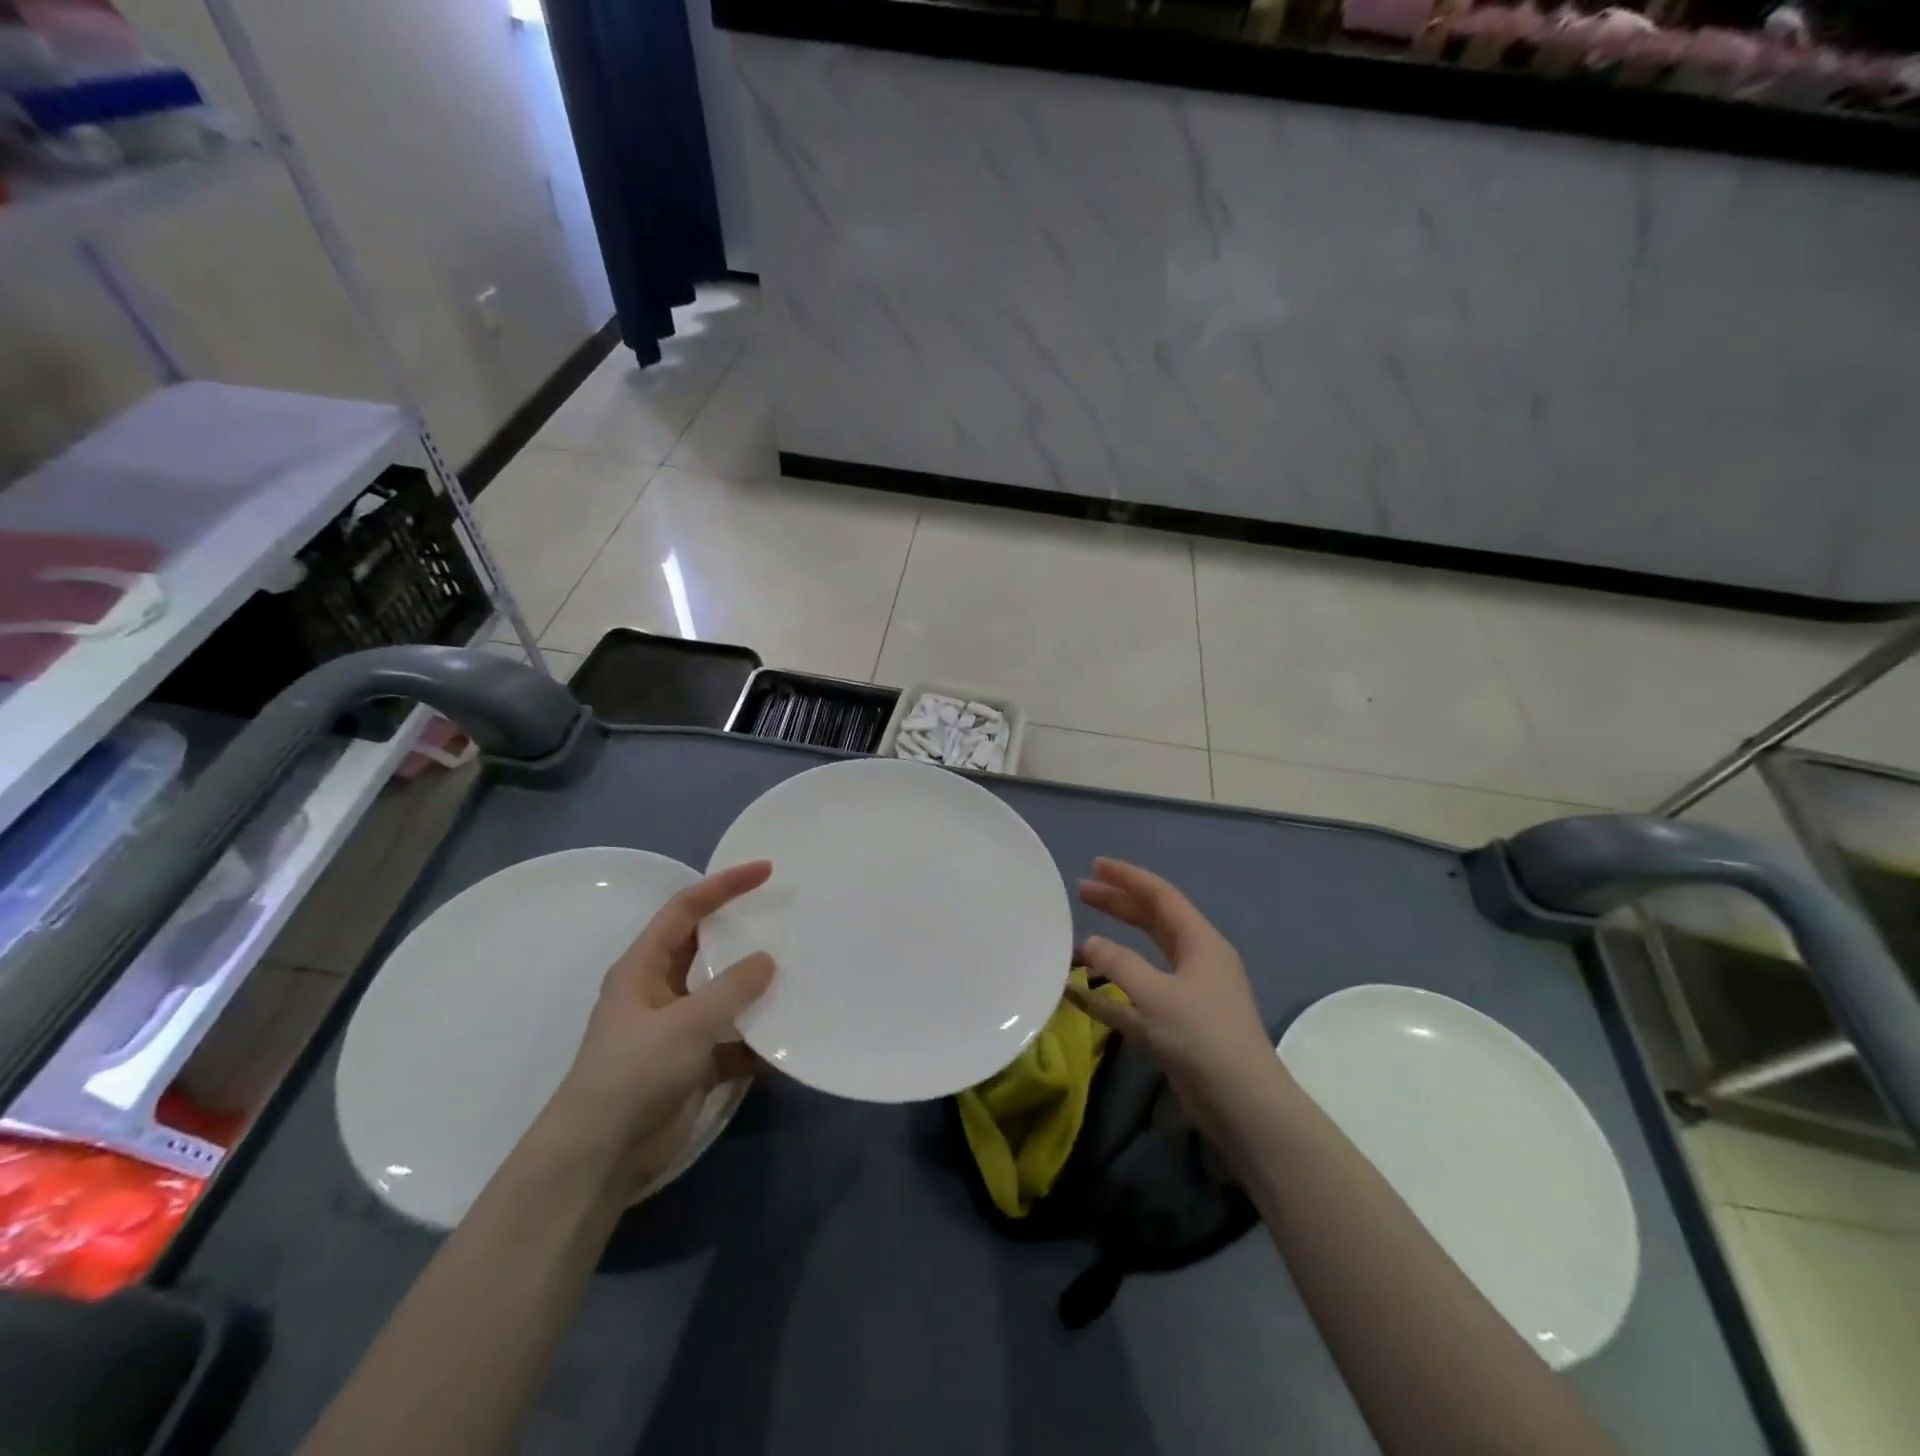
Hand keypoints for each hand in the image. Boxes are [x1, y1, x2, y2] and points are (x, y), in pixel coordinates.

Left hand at [543, 861, 775, 1196]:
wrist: (601, 1157)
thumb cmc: (634, 1073)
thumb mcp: (686, 1023)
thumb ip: (731, 988)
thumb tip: (768, 961)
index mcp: (644, 967)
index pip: (686, 909)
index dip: (724, 885)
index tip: (766, 871)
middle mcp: (660, 991)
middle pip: (707, 948)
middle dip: (743, 932)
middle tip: (787, 915)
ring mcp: (678, 1029)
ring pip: (724, 995)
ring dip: (756, 989)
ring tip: (800, 971)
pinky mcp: (694, 1065)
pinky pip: (734, 1041)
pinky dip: (757, 1041)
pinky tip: (789, 1041)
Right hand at [1064, 858, 1286, 1146]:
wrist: (1242, 1104)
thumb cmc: (1203, 1036)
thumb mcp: (1156, 994)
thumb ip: (1117, 963)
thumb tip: (1087, 944)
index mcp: (1200, 942)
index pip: (1160, 896)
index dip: (1127, 877)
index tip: (1095, 865)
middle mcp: (1195, 961)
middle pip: (1151, 922)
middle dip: (1117, 905)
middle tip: (1081, 892)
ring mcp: (1185, 994)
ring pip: (1141, 959)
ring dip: (1110, 949)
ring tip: (1075, 939)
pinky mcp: (1174, 1026)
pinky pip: (1134, 999)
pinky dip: (1107, 995)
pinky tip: (1074, 994)